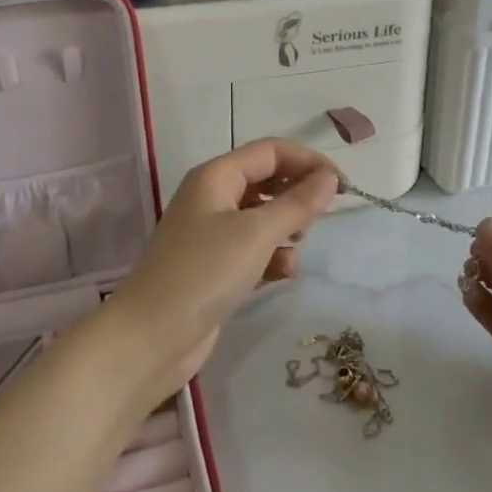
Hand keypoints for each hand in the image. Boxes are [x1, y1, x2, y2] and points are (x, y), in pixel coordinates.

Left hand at [102, 139, 337, 404]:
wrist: (149, 340)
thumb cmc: (203, 274)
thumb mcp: (256, 234)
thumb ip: (297, 204)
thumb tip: (329, 178)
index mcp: (216, 176)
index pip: (272, 151)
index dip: (309, 162)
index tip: (343, 186)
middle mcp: (213, 198)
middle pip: (267, 181)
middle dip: (297, 196)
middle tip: (321, 219)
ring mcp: (212, 233)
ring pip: (263, 217)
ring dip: (286, 230)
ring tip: (295, 251)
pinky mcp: (215, 267)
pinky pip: (254, 249)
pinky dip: (272, 257)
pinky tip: (282, 275)